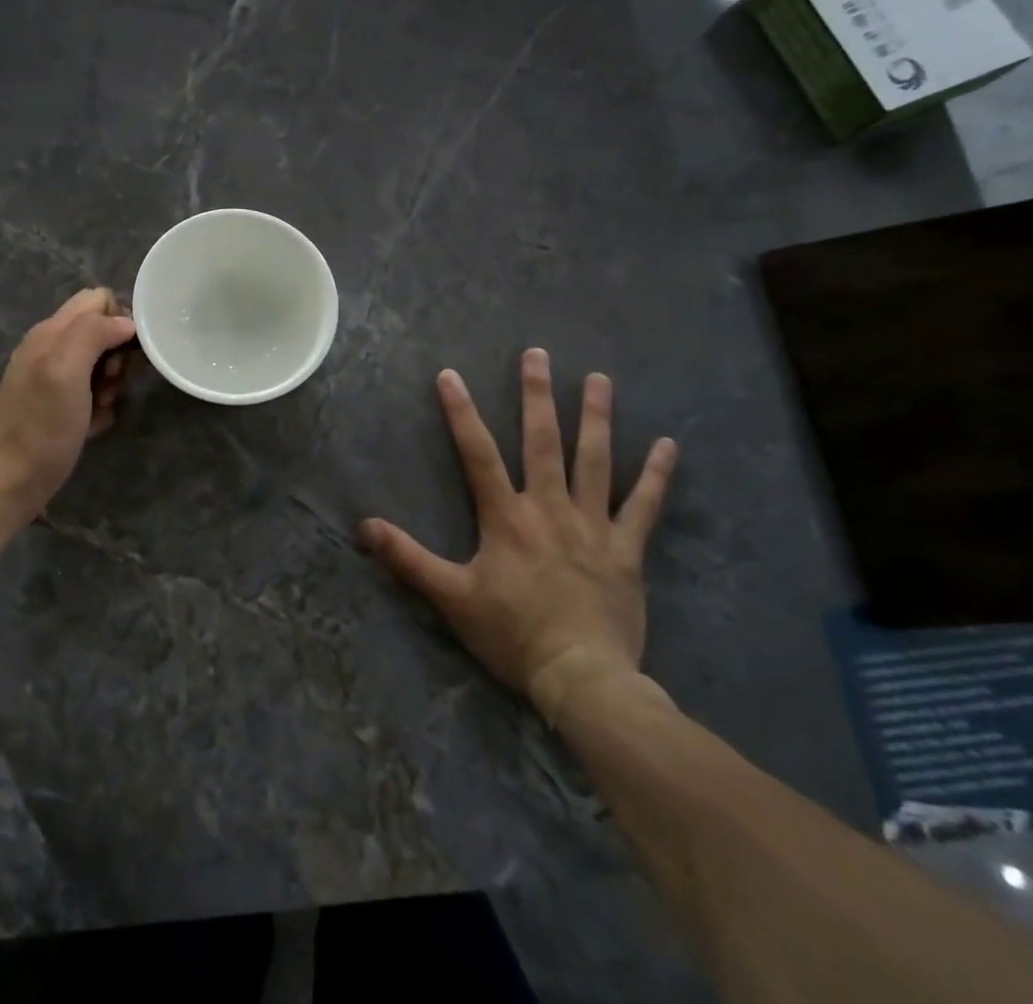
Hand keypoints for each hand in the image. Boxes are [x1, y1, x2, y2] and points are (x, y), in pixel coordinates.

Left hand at [0, 288, 136, 515]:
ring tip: (101, 406)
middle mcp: (52, 348)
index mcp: (51, 332)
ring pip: (101, 364)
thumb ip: (92, 334)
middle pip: (102, 331)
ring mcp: (54, 379)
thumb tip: (126, 322)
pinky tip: (93, 424)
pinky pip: (93, 394)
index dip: (119, 319)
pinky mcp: (60, 407)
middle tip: (110, 382)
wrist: (9, 482)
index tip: (123, 353)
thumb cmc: (40, 426)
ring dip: (111, 383)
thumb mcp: (65, 370)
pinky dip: (100, 407)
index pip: (97, 299)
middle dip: (117, 355)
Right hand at [359, 350, 677, 725]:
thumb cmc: (512, 635)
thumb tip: (363, 527)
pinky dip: (657, 475)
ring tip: (599, 378)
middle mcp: (550, 508)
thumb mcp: (451, 597)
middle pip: (543, 442)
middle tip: (538, 354)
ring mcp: (593, 525)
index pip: (478, 454)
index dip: (461, 413)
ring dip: (596, 417)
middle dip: (537, 396)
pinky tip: (669, 444)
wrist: (582, 678)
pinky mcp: (627, 549)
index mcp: (506, 517)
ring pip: (595, 461)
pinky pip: (645, 506)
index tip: (450, 375)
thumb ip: (407, 558)